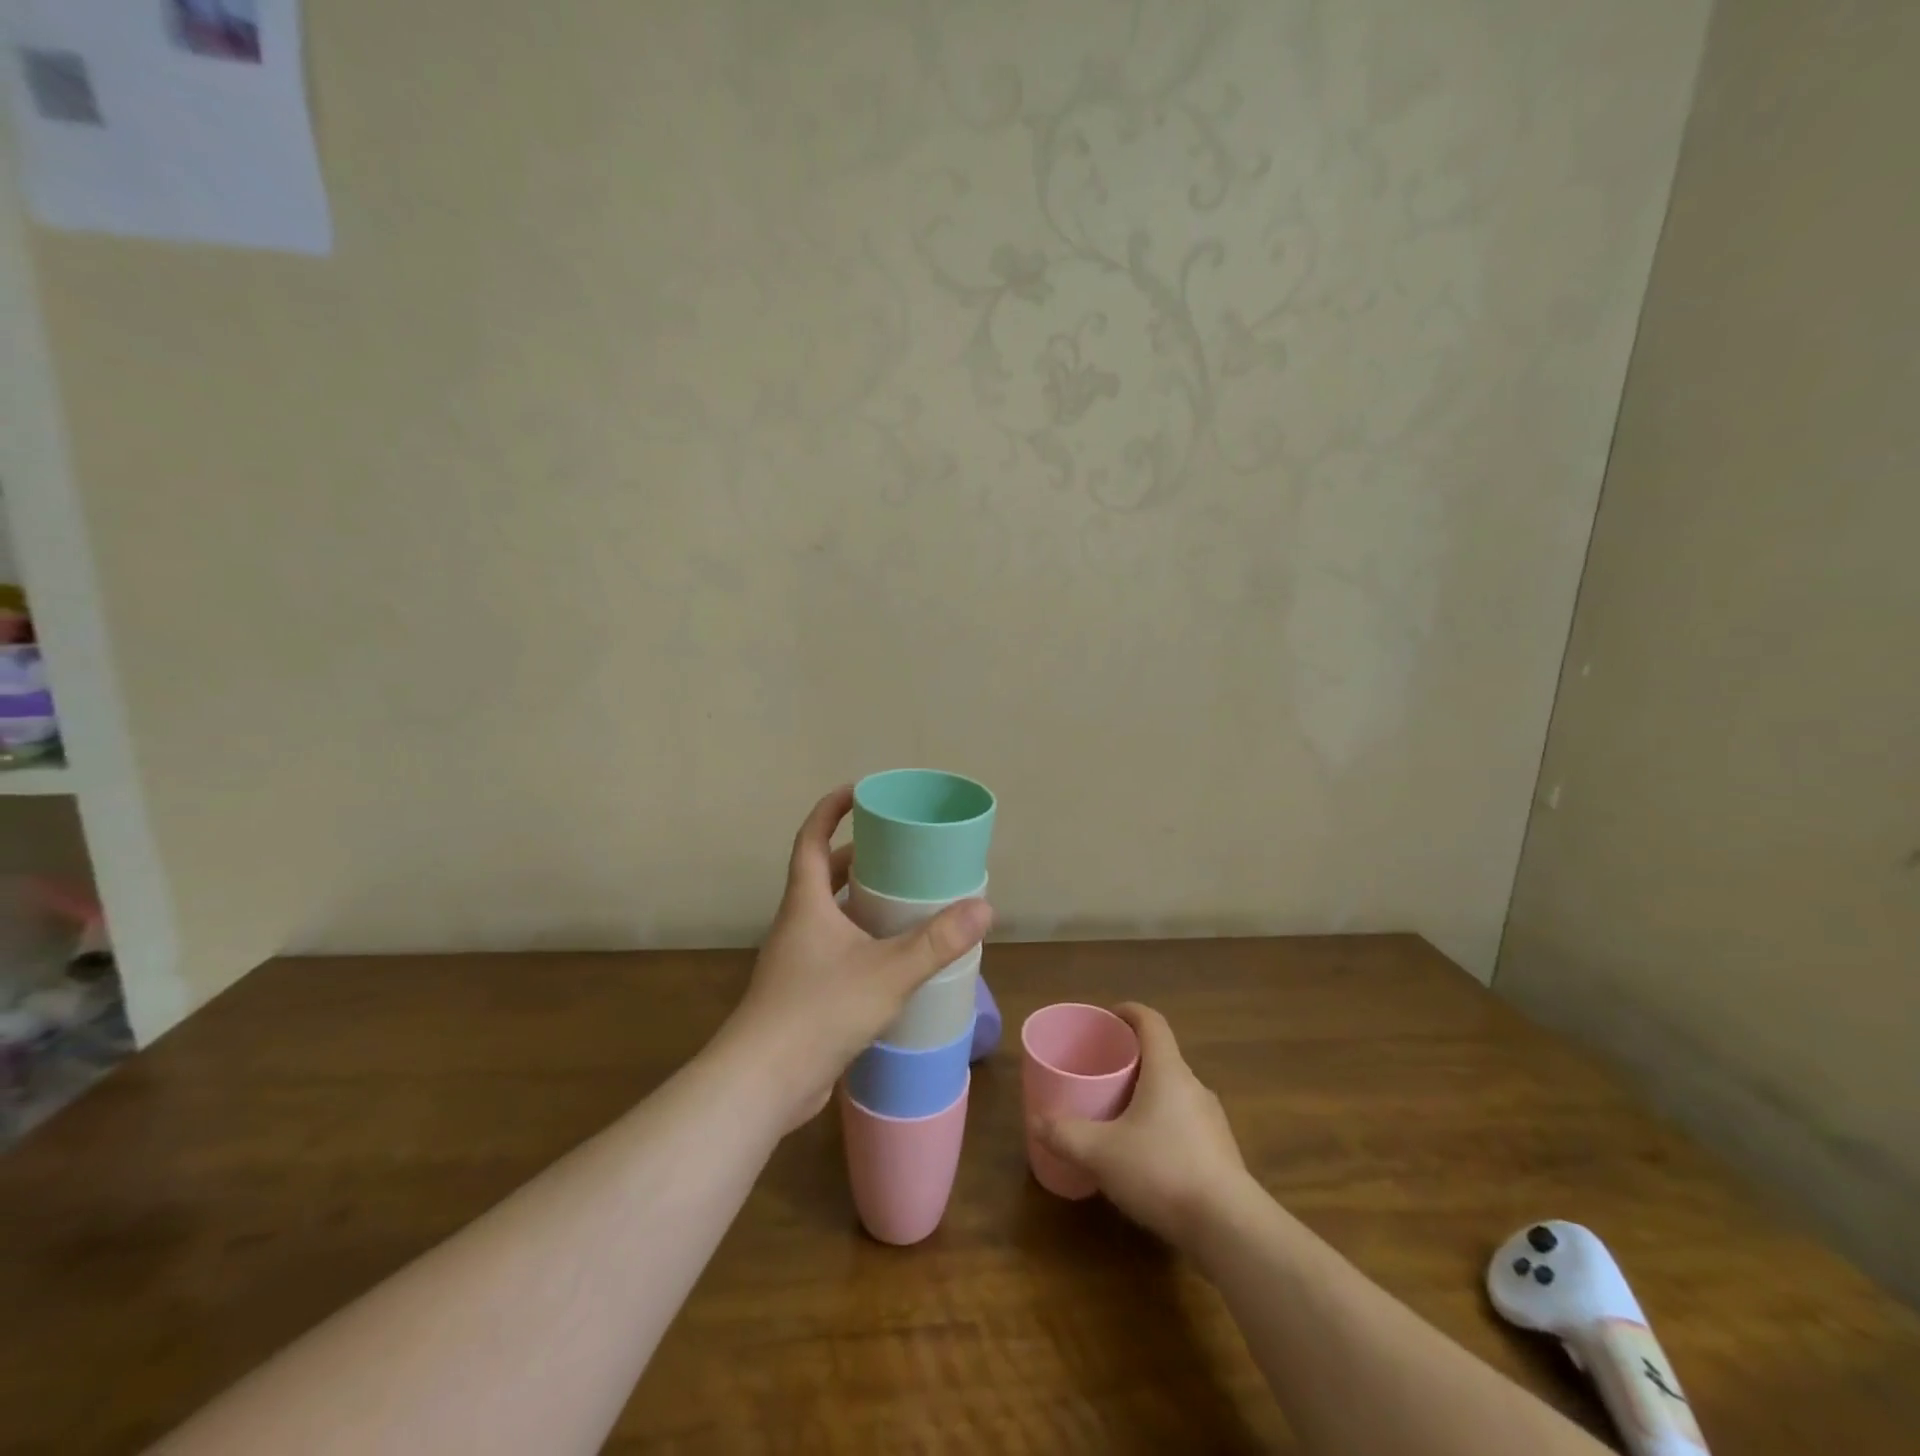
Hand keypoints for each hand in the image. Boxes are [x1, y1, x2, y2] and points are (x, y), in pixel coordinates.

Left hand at [725, 785, 991, 1131]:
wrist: (763, 1083)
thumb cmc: (819, 1011)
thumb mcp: (888, 971)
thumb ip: (936, 942)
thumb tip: (984, 908)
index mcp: (806, 902)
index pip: (812, 838)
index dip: (830, 809)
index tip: (859, 791)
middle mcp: (797, 924)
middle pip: (823, 874)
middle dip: (858, 856)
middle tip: (899, 850)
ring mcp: (797, 960)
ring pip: (830, 915)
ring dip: (861, 901)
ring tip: (904, 899)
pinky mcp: (803, 993)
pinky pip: (835, 949)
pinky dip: (862, 940)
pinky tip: (893, 958)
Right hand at [1029, 1003, 1247, 1247]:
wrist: (1230, 1229)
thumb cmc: (1162, 1171)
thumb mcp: (1102, 1153)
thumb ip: (1066, 1135)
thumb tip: (1036, 1122)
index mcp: (1168, 1071)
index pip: (1152, 1022)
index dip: (1130, 1012)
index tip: (1109, 1017)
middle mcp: (1194, 1087)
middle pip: (1162, 1057)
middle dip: (1132, 1059)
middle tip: (1102, 1071)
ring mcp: (1212, 1121)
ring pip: (1174, 1093)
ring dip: (1148, 1095)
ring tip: (1119, 1115)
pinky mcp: (1221, 1154)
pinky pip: (1185, 1124)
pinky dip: (1162, 1126)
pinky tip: (1145, 1157)